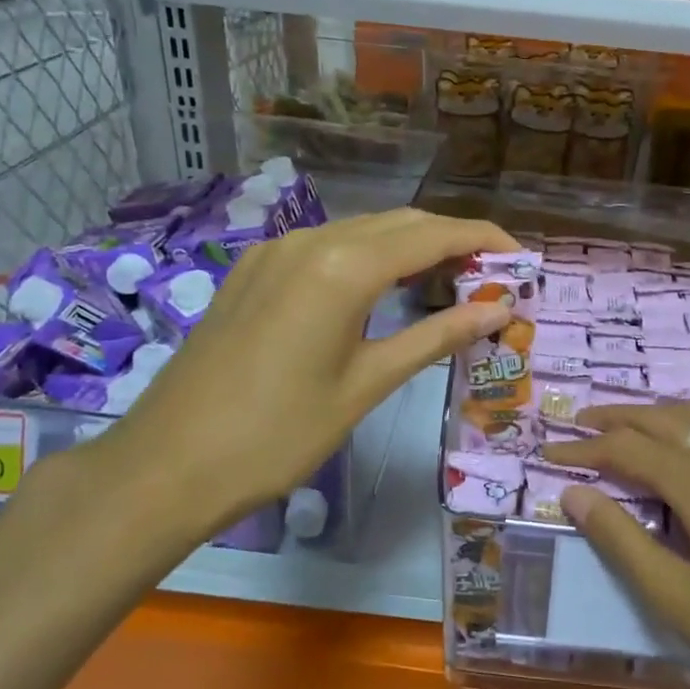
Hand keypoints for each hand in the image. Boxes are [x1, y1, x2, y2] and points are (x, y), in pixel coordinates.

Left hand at [86, 208, 515, 550]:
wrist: (167, 465)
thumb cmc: (278, 435)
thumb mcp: (367, 385)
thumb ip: (436, 336)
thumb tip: (499, 308)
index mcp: (342, 266)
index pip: (433, 234)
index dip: (484, 239)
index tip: (522, 258)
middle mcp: (308, 241)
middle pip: (399, 223)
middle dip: (452, 241)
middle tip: (492, 278)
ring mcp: (274, 252)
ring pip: (361, 231)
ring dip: (410, 248)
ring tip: (449, 284)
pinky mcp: (253, 271)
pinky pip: (326, 248)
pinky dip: (368, 258)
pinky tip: (382, 291)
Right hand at [542, 402, 689, 688]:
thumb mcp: (685, 605)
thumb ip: (625, 543)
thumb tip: (574, 494)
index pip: (626, 450)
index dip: (582, 450)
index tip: (547, 455)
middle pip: (663, 420)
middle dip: (615, 418)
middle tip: (578, 423)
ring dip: (658, 414)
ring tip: (629, 425)